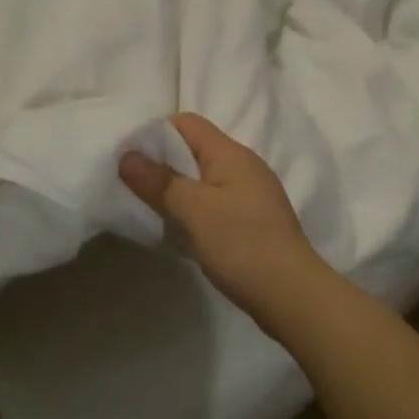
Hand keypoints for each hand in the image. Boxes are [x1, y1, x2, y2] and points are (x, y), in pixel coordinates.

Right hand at [119, 113, 326, 314]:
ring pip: (201, 179)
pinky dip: (191, 210)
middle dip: (160, 162)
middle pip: (193, 150)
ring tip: (146, 206)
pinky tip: (176, 229)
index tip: (127, 156)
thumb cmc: (241, 244)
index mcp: (231, 153)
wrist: (291, 295)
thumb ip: (159, 181)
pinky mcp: (250, 222)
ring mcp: (249, 195)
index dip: (154, 133)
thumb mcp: (193, 210)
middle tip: (128, 183)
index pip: (187, 123)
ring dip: (175, 189)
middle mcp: (242, 167)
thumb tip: (126, 156)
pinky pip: (211, 203)